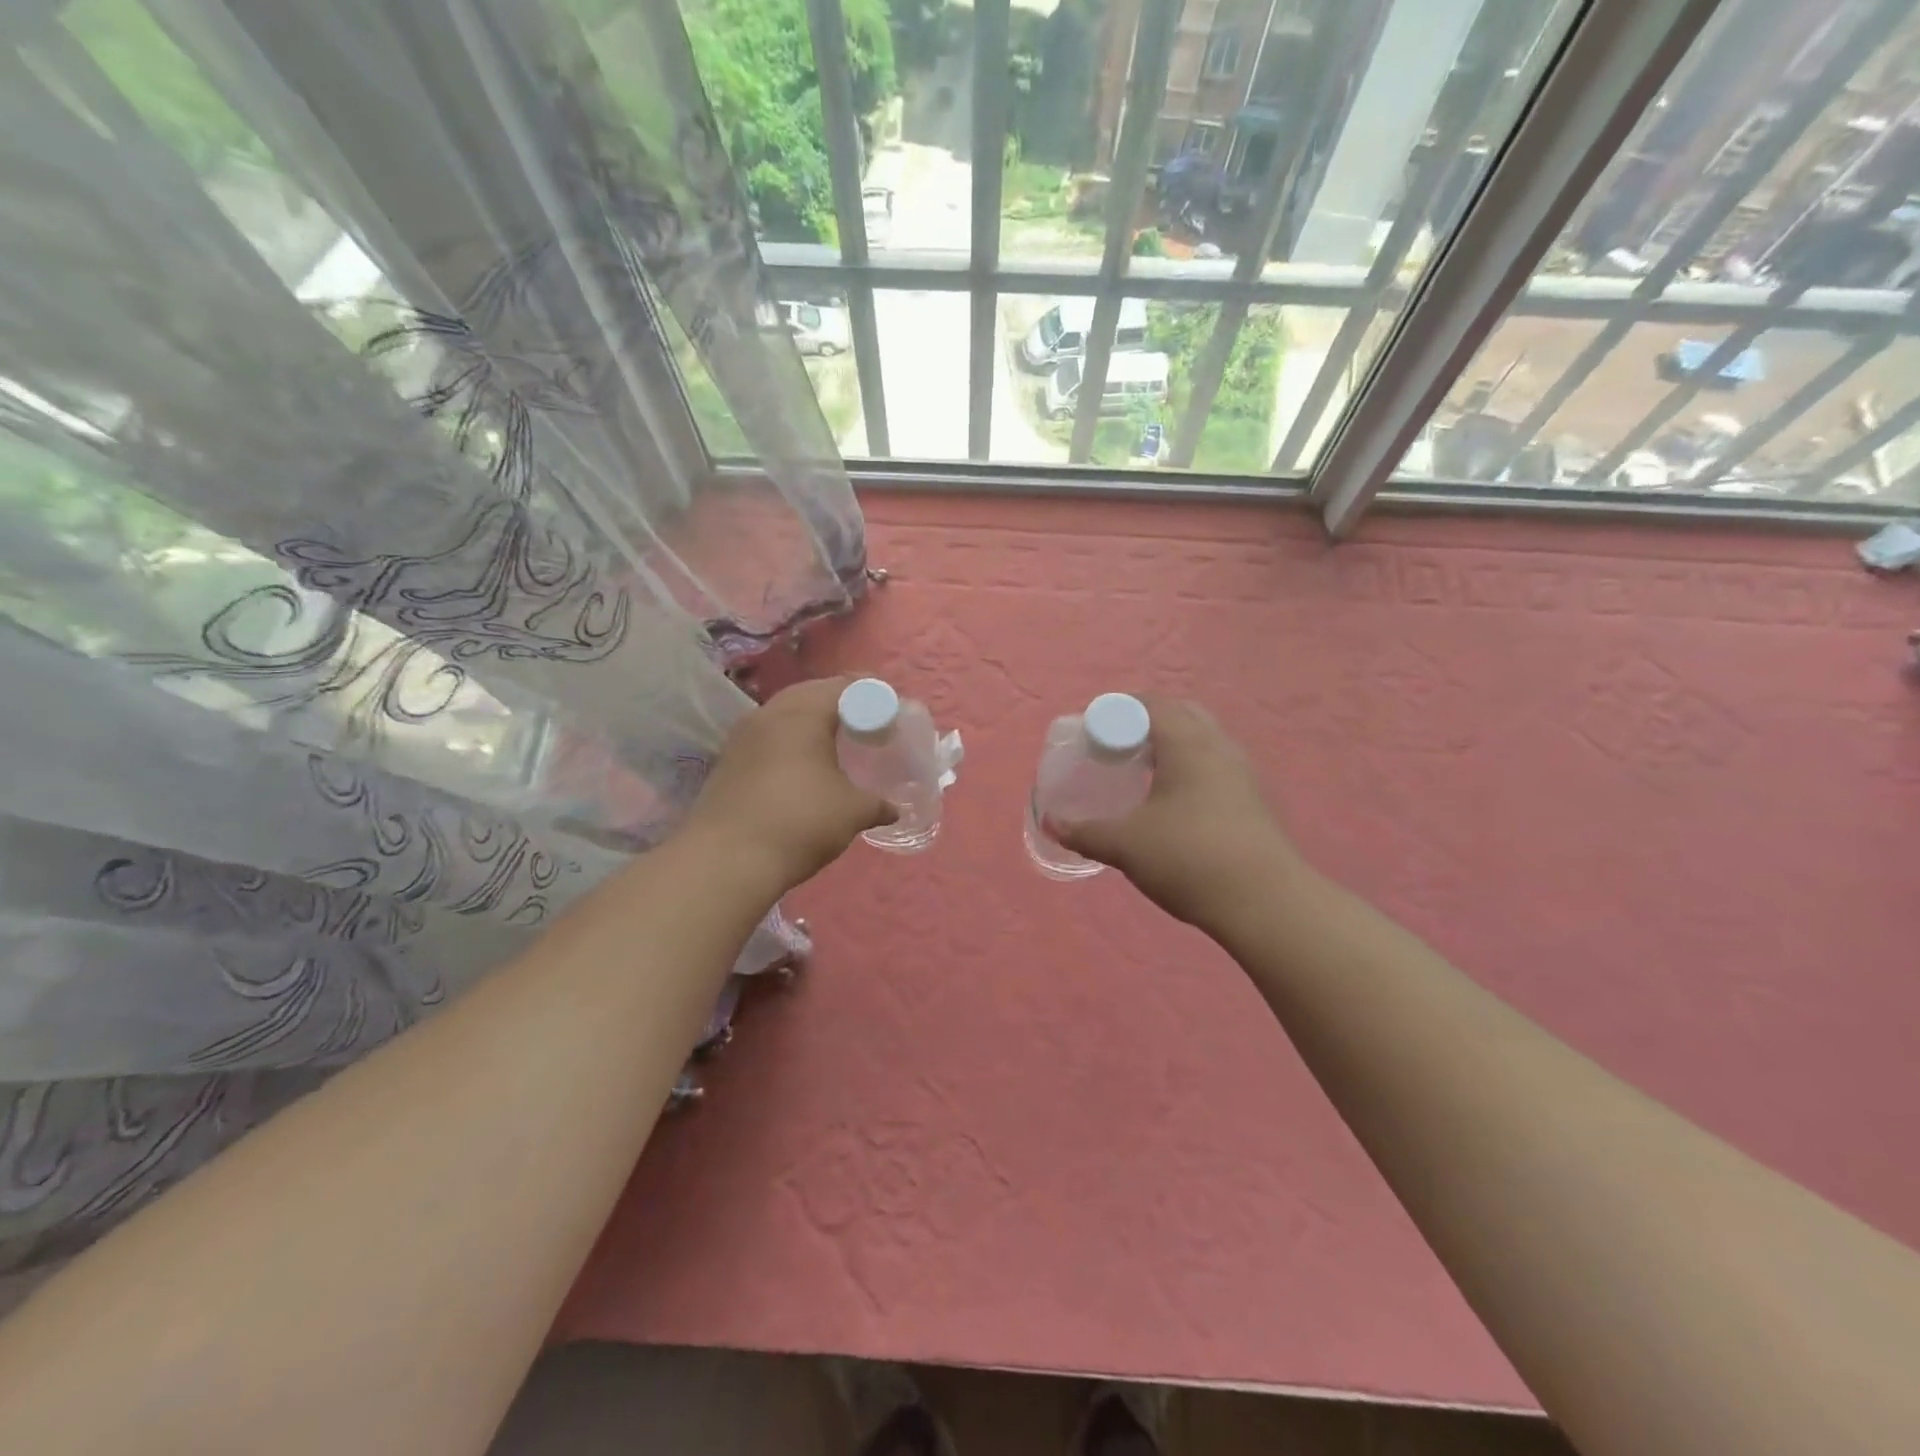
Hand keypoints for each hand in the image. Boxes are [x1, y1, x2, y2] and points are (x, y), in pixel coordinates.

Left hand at [683, 675, 891, 893]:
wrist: (725, 861)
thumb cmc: (799, 822)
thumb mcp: (851, 812)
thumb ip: (877, 803)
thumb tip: (895, 808)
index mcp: (803, 713)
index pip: (844, 687)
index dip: (871, 694)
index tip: (890, 711)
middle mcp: (769, 714)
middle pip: (811, 694)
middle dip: (840, 704)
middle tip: (865, 723)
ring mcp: (743, 736)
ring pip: (784, 714)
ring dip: (810, 722)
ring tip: (835, 743)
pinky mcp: (728, 761)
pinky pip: (768, 737)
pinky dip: (790, 742)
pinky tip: (802, 765)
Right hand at [1052, 696, 1302, 930]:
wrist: (1265, 902)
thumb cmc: (1189, 858)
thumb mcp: (1126, 845)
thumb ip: (1085, 831)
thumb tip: (1050, 823)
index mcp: (1187, 742)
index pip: (1149, 703)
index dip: (1115, 709)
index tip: (1090, 731)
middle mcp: (1218, 746)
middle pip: (1179, 712)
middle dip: (1144, 720)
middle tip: (1114, 744)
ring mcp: (1242, 772)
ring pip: (1201, 738)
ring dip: (1170, 742)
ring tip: (1141, 768)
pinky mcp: (1252, 798)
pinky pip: (1214, 763)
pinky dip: (1188, 765)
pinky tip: (1172, 798)